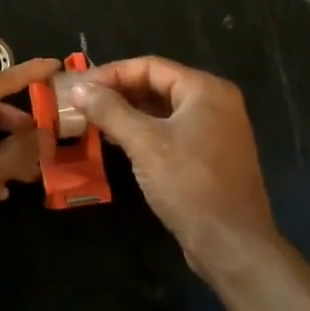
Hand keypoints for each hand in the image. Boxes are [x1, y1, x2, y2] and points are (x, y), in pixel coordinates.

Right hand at [69, 57, 279, 279]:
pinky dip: (144, 132)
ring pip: (163, 110)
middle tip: (82, 103)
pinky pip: (172, 131)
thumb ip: (110, 111)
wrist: (232, 244)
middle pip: (158, 85)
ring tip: (93, 121)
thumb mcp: (144, 143)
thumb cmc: (189, 185)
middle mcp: (215, 103)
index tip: (79, 87)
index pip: (150, 66)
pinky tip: (117, 142)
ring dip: (128, 113)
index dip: (111, 73)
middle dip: (118, 92)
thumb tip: (78, 89)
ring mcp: (216, 130)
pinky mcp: (211, 156)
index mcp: (206, 90)